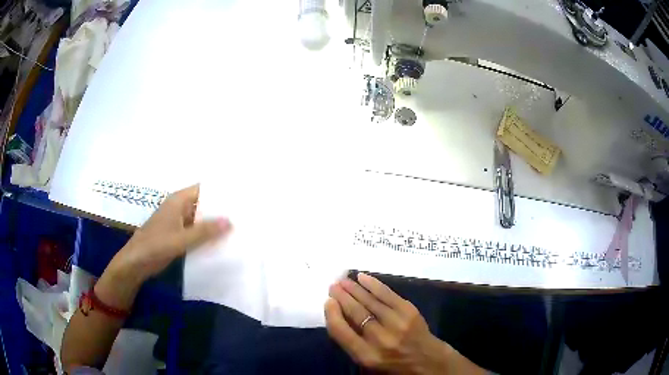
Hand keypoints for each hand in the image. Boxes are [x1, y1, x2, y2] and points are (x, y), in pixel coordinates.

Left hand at [111, 184, 230, 284]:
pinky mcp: (177, 235)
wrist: (136, 263)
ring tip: (238, 229)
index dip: (220, 193)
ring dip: (214, 225)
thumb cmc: (155, 246)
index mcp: (178, 201)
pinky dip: (206, 236)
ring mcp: (178, 222)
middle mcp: (179, 208)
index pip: (204, 190)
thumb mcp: (181, 239)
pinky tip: (221, 243)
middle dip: (221, 210)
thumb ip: (205, 231)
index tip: (241, 198)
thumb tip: (230, 221)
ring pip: (200, 219)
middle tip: (245, 216)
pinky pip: (196, 232)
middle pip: (204, 204)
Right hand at [325, 273, 484, 374]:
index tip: (328, 302)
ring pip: (370, 301)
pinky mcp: (409, 311)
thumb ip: (353, 343)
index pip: (341, 331)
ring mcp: (397, 323)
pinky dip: (374, 284)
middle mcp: (380, 339)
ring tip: (343, 280)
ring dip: (354, 288)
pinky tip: (363, 278)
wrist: (428, 361)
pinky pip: (387, 294)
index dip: (332, 314)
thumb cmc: (394, 366)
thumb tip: (339, 316)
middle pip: (355, 312)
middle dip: (342, 297)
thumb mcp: (368, 363)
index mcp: (366, 356)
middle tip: (333, 285)